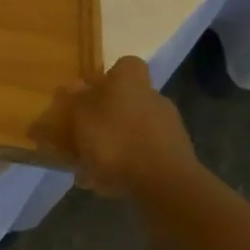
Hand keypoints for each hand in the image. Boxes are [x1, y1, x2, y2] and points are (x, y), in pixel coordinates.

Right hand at [61, 56, 198, 197]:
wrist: (164, 184)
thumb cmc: (116, 141)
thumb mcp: (83, 118)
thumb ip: (77, 100)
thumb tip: (74, 85)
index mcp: (131, 82)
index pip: (125, 66)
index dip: (108, 77)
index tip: (90, 93)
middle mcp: (153, 98)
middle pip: (129, 99)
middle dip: (108, 114)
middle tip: (85, 133)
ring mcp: (169, 128)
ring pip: (135, 128)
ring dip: (116, 141)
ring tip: (91, 165)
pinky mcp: (176, 156)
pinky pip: (144, 154)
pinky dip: (128, 164)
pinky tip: (108, 183)